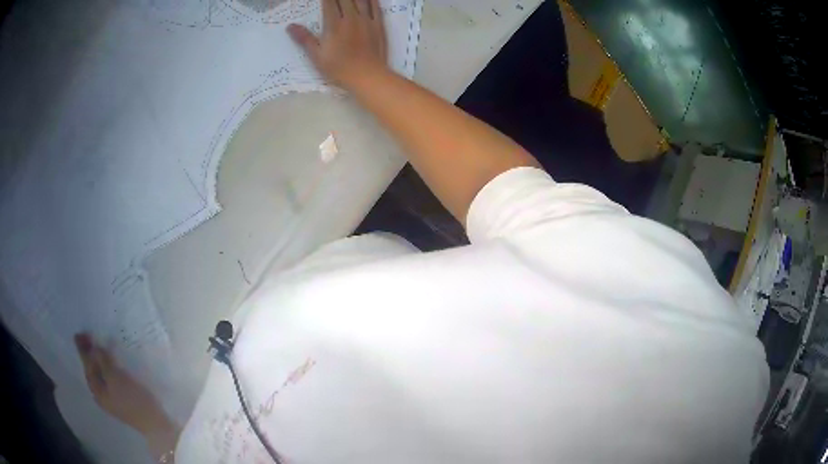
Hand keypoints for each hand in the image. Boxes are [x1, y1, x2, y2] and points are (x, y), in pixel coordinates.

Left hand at [74, 334, 172, 435]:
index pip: (87, 366)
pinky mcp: (122, 400)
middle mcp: (101, 395)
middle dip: (90, 354)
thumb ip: (102, 361)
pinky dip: (107, 368)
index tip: (79, 334)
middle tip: (88, 336)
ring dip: (99, 360)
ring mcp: (112, 399)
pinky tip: (112, 363)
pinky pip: (110, 379)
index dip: (83, 350)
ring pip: (101, 375)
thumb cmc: (133, 399)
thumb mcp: (115, 377)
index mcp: (96, 391)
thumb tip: (94, 347)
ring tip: (99, 346)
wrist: (155, 423)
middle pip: (92, 371)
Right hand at [288, 0, 387, 88]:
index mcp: (334, 24)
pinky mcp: (378, 25)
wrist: (367, 76)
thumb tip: (289, 26)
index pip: (329, 3)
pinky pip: (375, 6)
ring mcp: (366, 20)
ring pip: (360, 0)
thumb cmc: (339, 68)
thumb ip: (304, 39)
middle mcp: (351, 18)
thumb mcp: (317, 56)